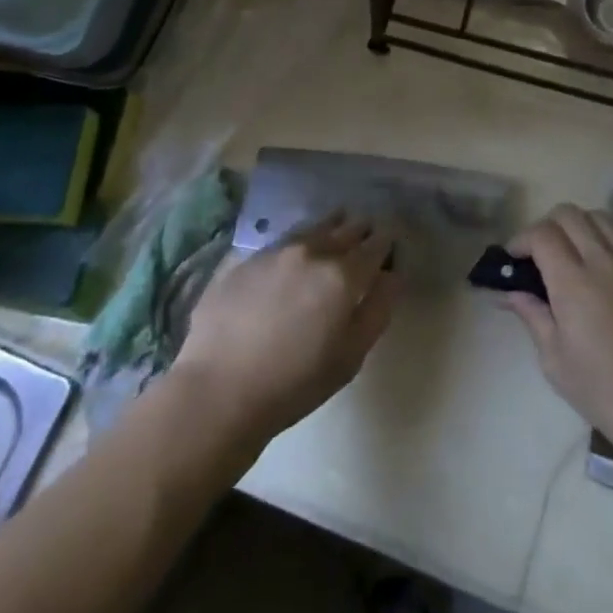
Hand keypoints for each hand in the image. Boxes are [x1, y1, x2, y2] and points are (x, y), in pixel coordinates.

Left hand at [173, 216, 399, 444]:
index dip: (387, 240)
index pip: (375, 244)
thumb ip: (378, 309)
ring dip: (331, 226)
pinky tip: (298, 250)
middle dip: (361, 228)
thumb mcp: (351, 356)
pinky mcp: (247, 259)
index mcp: (343, 275)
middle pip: (346, 228)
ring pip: (314, 228)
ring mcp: (276, 251)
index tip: (392, 239)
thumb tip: (393, 274)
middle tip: (368, 230)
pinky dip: (300, 240)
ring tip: (339, 223)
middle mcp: (312, 252)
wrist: (219, 388)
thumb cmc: (295, 382)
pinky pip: (285, 240)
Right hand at [501, 205, 612, 450]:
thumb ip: (532, 315)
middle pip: (569, 214)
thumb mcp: (554, 359)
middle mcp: (602, 260)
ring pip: (599, 216)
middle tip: (539, 255)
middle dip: (546, 227)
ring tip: (572, 252)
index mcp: (572, 281)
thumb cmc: (602, 388)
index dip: (521, 239)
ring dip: (578, 225)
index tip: (514, 260)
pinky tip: (604, 255)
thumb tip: (510, 292)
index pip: (542, 234)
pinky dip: (610, 232)